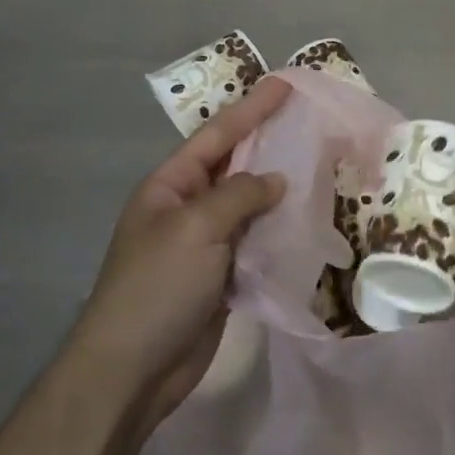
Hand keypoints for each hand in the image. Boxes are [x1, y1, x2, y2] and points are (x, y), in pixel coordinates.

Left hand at [70, 78, 290, 421]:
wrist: (132, 370)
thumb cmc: (156, 287)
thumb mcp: (195, 228)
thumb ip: (239, 196)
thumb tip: (277, 181)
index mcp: (170, 186)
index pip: (217, 136)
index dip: (252, 109)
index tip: (285, 84)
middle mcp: (188, 208)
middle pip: (235, 166)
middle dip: (269, 143)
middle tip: (310, 119)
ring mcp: (205, 244)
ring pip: (250, 205)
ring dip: (281, 189)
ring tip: (321, 165)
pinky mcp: (222, 276)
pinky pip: (257, 242)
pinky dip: (280, 231)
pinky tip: (309, 220)